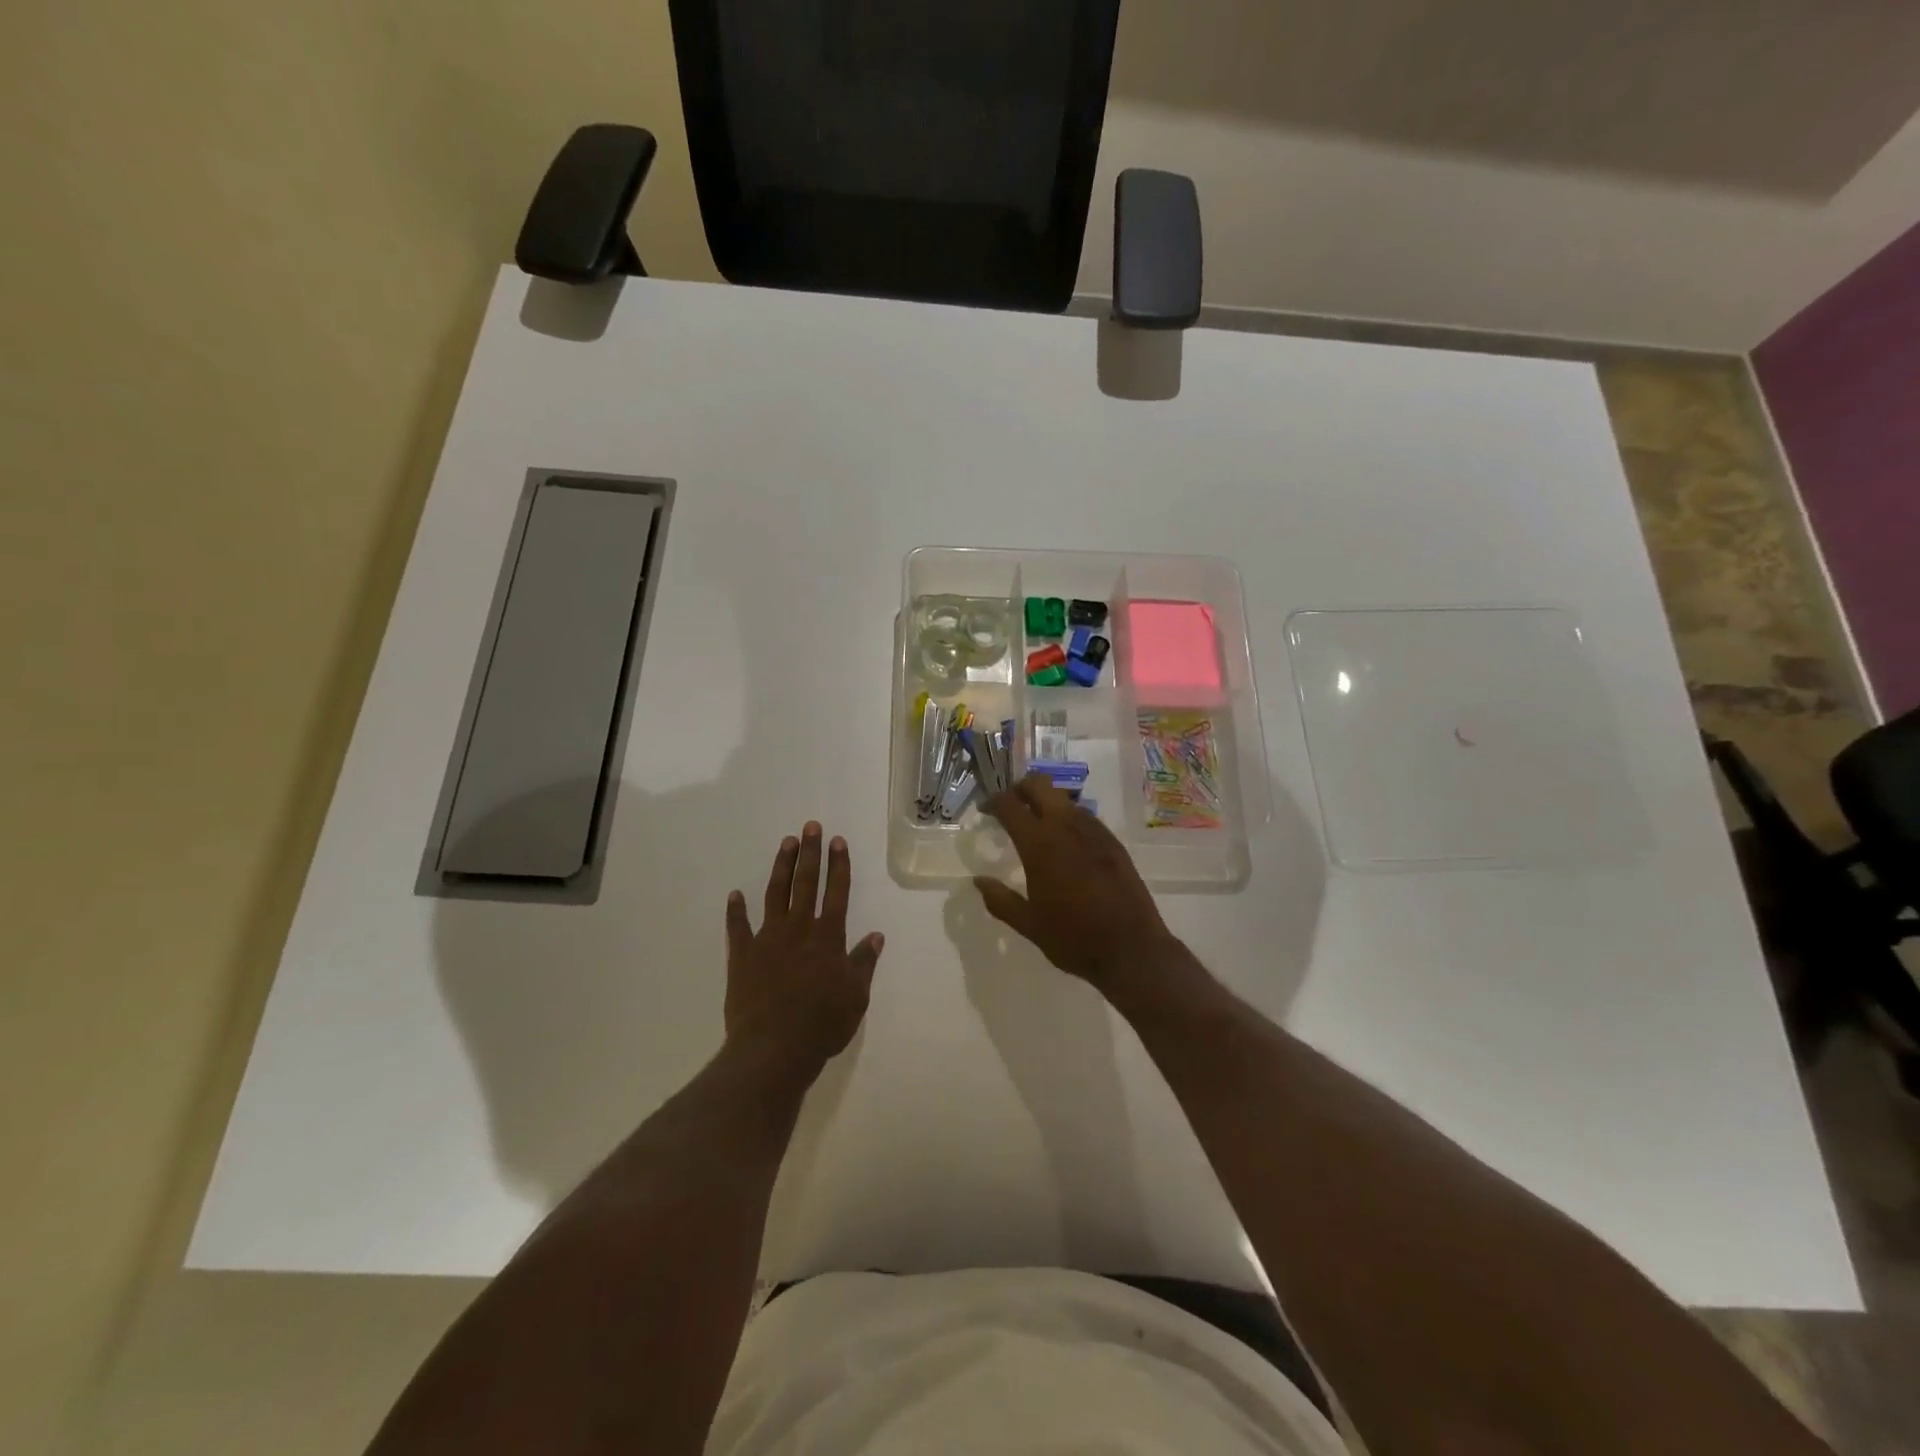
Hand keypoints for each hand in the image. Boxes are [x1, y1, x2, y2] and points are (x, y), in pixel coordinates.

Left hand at [724, 822, 884, 1078]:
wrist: (774, 1048)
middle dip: (809, 853)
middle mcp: (799, 929)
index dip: (838, 865)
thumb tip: (875, 936)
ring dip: (781, 868)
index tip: (837, 841)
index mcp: (828, 937)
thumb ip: (863, 962)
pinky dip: (736, 910)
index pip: (837, 891)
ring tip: (785, 844)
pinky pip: (738, 928)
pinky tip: (735, 894)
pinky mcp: (743, 956)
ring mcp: (768, 939)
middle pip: (806, 883)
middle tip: (809, 826)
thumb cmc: (822, 1023)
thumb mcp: (856, 996)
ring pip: (775, 895)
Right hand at [975, 775, 1180, 993]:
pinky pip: (1084, 816)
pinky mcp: (1112, 841)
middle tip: (1010, 806)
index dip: (993, 801)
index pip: (1010, 805)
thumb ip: (1000, 900)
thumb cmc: (1074, 939)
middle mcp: (1066, 827)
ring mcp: (1094, 831)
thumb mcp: (1029, 925)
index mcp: (1039, 845)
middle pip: (1039, 785)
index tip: (985, 810)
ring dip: (1046, 802)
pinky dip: (1068, 818)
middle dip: (1020, 788)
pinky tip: (1066, 842)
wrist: (1132, 949)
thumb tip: (978, 880)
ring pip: (1063, 798)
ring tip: (1036, 825)